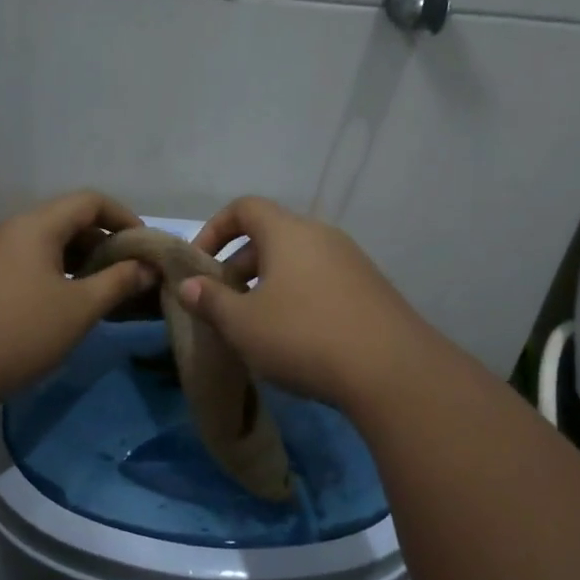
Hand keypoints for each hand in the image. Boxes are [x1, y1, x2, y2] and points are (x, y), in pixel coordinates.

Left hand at [0, 191, 153, 406]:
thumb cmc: (21, 332)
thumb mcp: (79, 308)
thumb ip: (118, 283)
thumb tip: (147, 268)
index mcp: (35, 226)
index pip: (89, 202)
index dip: (124, 218)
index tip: (146, 248)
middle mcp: (10, 230)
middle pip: (67, 221)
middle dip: (104, 242)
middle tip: (130, 274)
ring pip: (47, 245)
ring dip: (80, 262)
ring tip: (104, 291)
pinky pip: (28, 264)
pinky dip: (56, 275)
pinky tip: (68, 305)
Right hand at [178, 197, 436, 409]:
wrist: (391, 371)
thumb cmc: (302, 336)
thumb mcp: (242, 323)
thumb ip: (211, 300)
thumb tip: (188, 285)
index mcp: (288, 232)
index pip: (244, 207)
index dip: (214, 229)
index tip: (199, 264)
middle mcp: (322, 236)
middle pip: (271, 235)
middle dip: (238, 265)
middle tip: (223, 303)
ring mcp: (352, 262)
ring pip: (297, 262)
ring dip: (268, 285)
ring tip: (255, 324)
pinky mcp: (371, 290)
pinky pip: (321, 282)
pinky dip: (297, 298)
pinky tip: (294, 338)